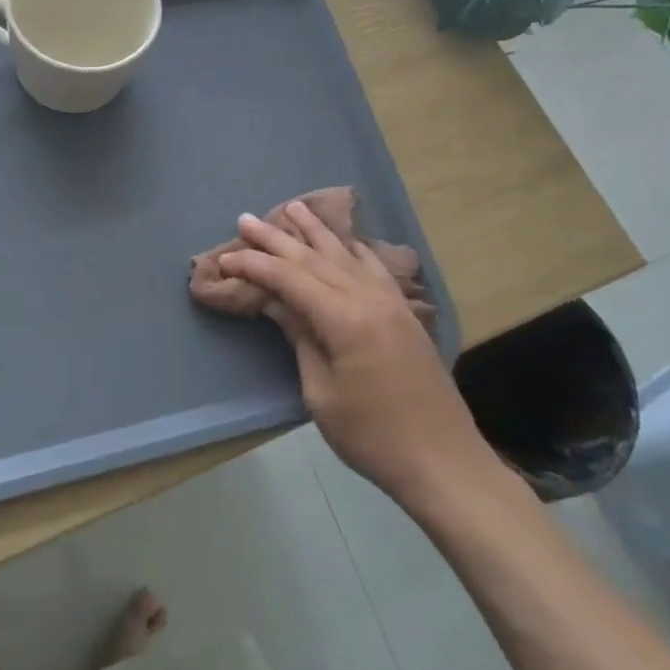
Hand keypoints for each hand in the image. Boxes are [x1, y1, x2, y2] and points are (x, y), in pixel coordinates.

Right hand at [219, 201, 494, 508]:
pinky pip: (373, 267)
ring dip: (316, 231)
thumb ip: (300, 337)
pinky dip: (353, 249)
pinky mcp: (404, 312)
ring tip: (293, 207)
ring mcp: (391, 302)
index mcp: (344, 318)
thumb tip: (276, 302)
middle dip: (276, 238)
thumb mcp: (321, 392)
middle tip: (245, 219)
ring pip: (345, 254)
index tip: (225, 258)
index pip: (289, 279)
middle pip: (314, 258)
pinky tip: (346, 240)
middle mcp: (368, 298)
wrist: (444, 462)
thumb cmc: (372, 436)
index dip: (254, 266)